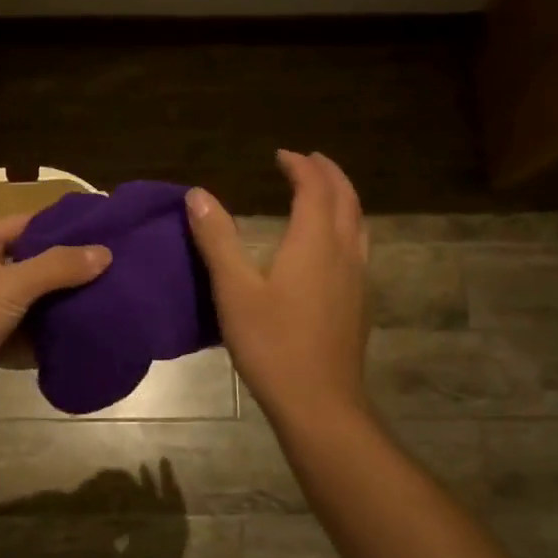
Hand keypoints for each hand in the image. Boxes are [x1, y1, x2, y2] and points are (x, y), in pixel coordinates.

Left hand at [0, 213, 110, 426]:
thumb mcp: (9, 284)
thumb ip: (57, 267)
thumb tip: (105, 253)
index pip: (24, 224)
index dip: (60, 225)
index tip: (101, 228)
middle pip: (31, 264)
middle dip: (68, 269)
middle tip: (114, 268)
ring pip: (31, 302)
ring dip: (62, 305)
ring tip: (109, 299)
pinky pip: (27, 334)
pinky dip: (49, 336)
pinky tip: (85, 334)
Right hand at [186, 151, 369, 423]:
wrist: (318, 402)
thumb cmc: (272, 344)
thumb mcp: (234, 290)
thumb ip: (217, 239)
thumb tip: (198, 194)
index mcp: (315, 242)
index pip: (315, 187)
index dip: (300, 166)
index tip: (281, 155)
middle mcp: (344, 252)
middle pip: (346, 199)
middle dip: (328, 174)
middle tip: (307, 161)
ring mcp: (357, 279)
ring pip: (358, 223)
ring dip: (342, 199)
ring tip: (323, 193)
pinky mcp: (359, 304)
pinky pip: (358, 247)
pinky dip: (345, 227)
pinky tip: (330, 248)